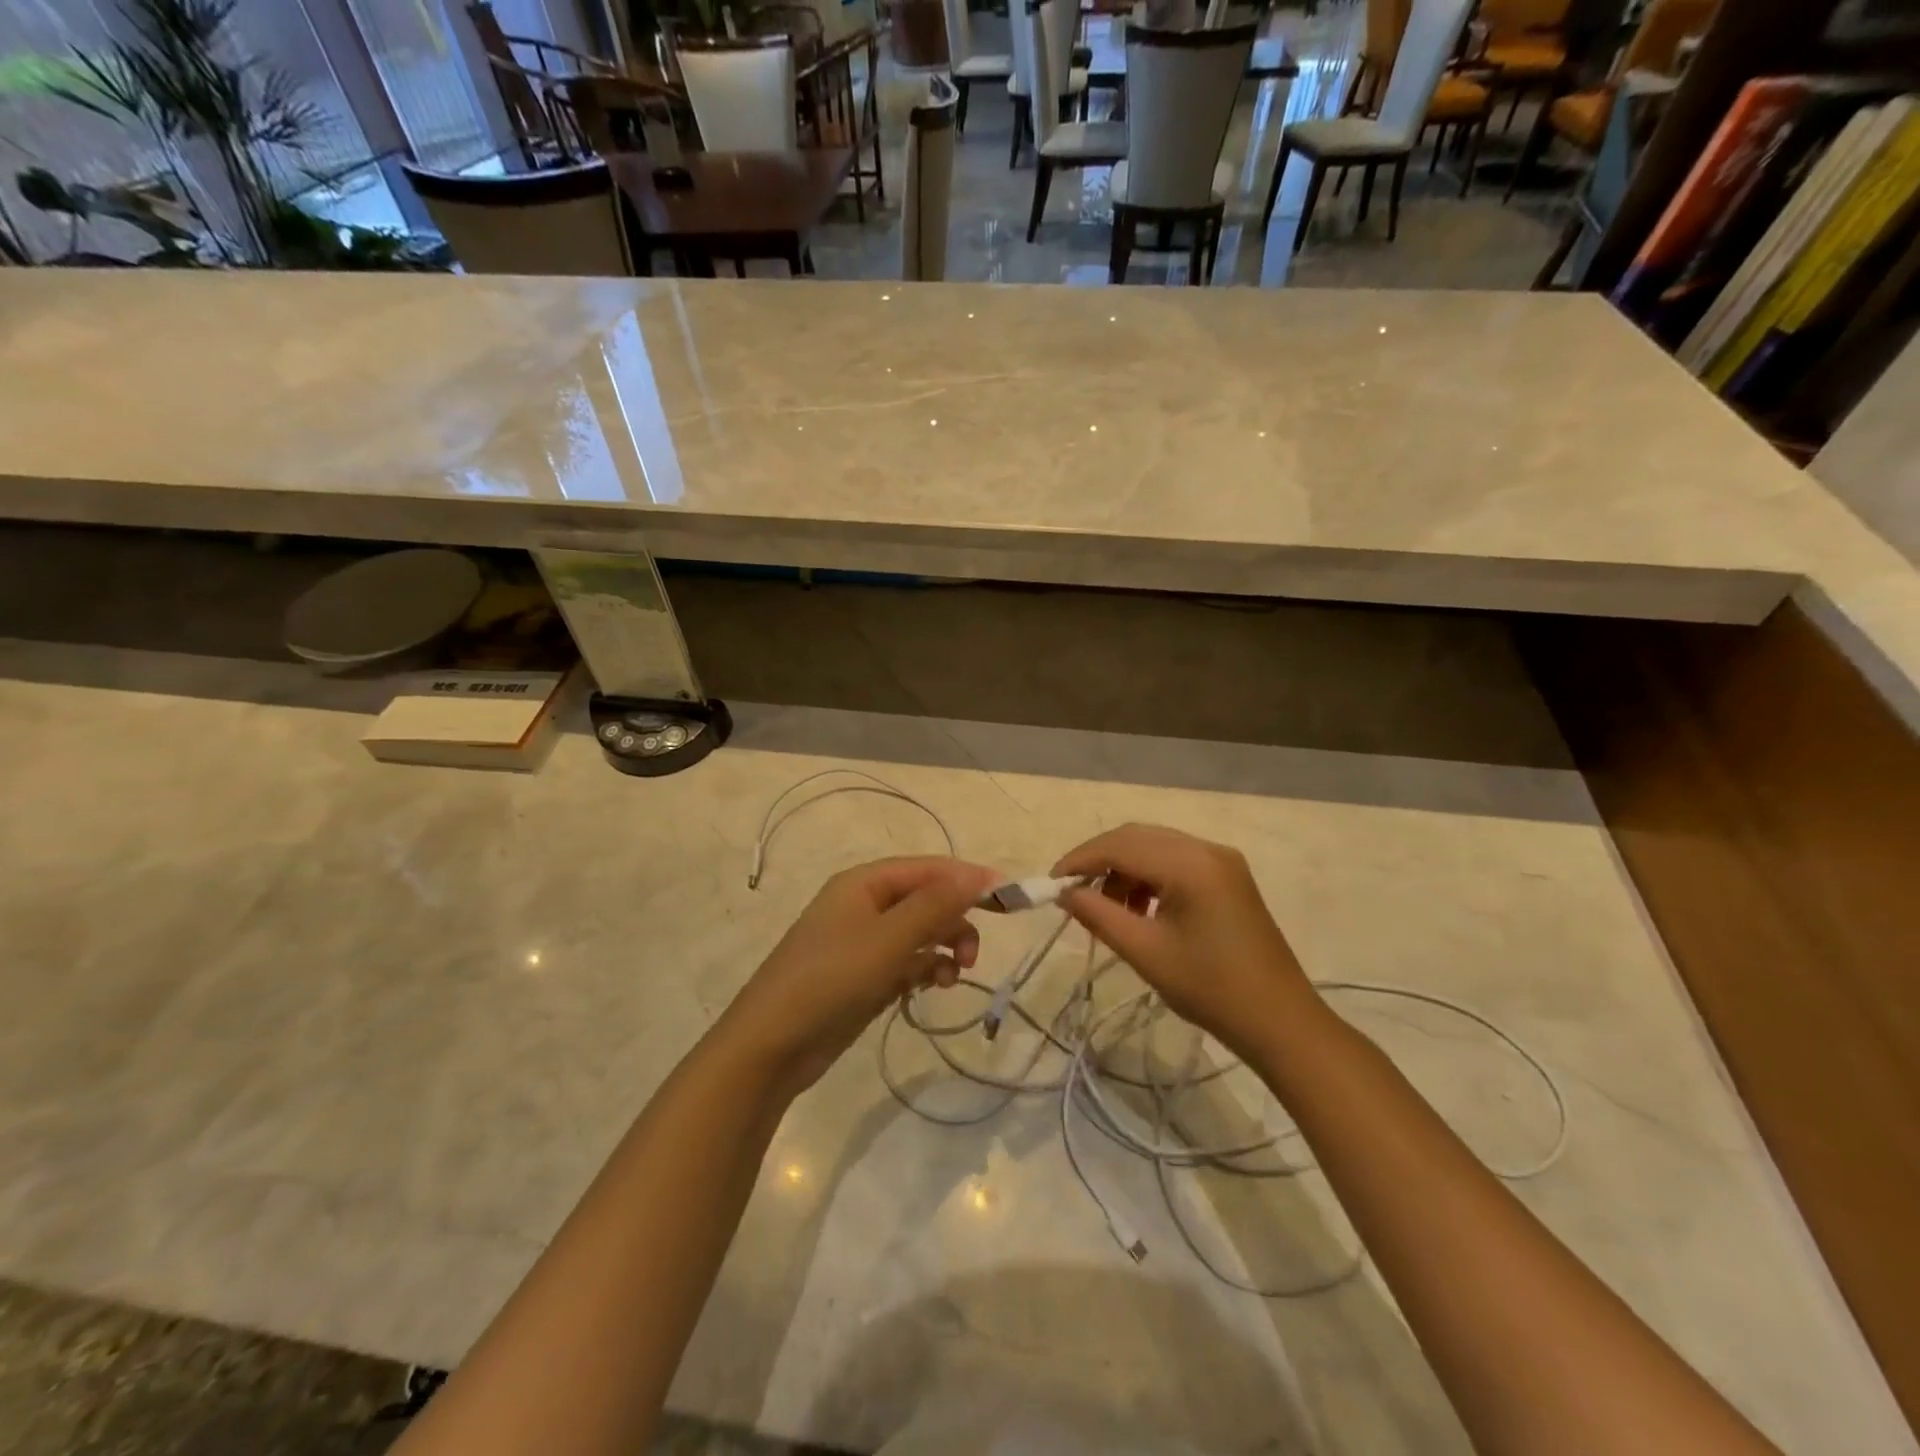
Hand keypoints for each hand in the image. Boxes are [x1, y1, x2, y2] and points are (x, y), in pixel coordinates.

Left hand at [724, 857, 1000, 1095]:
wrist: (771, 1045)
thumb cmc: (830, 979)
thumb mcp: (887, 939)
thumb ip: (935, 905)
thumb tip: (978, 875)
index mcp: (865, 883)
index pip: (929, 868)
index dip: (968, 878)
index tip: (1009, 897)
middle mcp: (865, 905)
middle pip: (926, 899)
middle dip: (955, 920)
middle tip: (973, 954)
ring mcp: (863, 942)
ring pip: (920, 933)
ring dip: (944, 947)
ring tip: (954, 976)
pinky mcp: (864, 976)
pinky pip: (907, 961)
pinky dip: (925, 969)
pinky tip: (932, 987)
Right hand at [1052, 824, 1317, 1055]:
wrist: (1280, 1021)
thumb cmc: (1210, 989)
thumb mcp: (1146, 953)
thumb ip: (1099, 915)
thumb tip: (1065, 894)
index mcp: (1190, 864)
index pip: (1120, 845)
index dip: (1080, 860)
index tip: (1051, 884)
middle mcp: (1206, 849)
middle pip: (1137, 837)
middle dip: (1100, 860)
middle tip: (1072, 893)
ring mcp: (1221, 860)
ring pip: (1155, 846)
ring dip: (1124, 868)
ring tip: (1106, 907)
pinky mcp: (1228, 876)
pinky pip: (1176, 860)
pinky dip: (1148, 875)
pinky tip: (1139, 908)